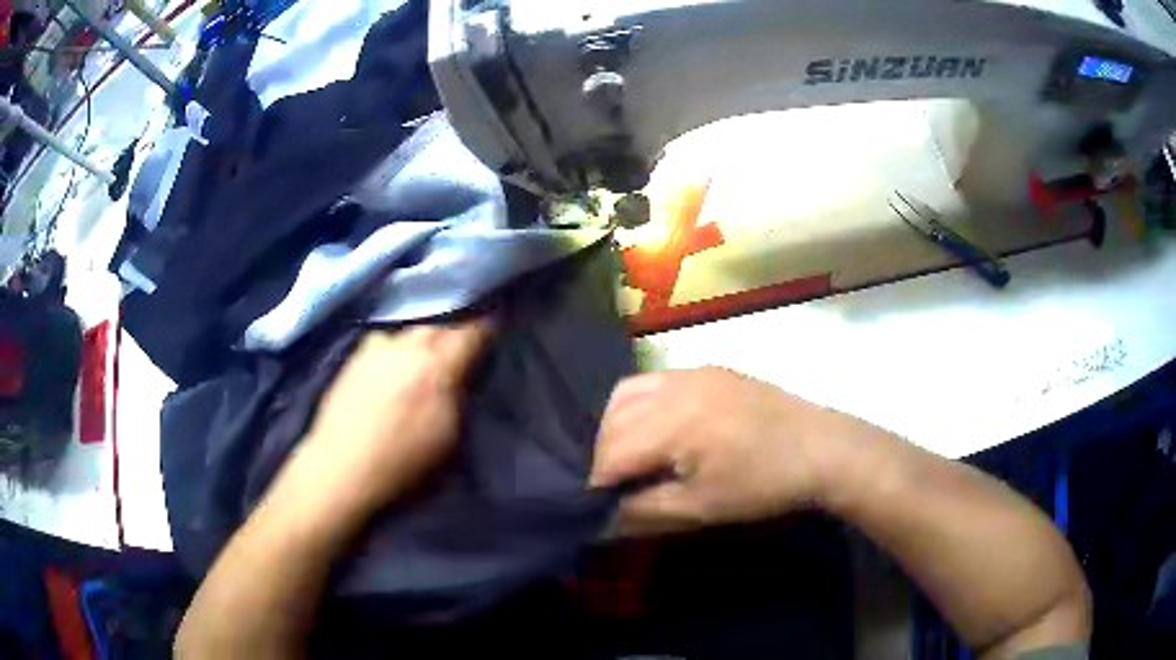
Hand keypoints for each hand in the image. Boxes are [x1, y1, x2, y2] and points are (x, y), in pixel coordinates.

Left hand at [294, 320, 493, 516]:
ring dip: (424, 338)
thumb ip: (459, 395)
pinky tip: (394, 365)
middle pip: (440, 324)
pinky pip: (385, 340)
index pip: (473, 330)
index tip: (498, 325)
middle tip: (463, 345)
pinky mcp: (354, 357)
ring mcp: (376, 347)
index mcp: (436, 365)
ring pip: (411, 329)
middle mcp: (407, 346)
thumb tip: (464, 371)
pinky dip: (398, 348)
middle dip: (456, 330)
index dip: (489, 326)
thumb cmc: (402, 463)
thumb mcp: (449, 438)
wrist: (340, 470)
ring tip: (427, 355)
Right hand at [590, 367, 860, 535]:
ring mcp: (693, 371)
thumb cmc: (762, 484)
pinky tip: (660, 430)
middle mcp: (675, 386)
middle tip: (616, 485)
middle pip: (613, 418)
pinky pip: (656, 380)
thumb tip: (604, 516)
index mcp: (672, 422)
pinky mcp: (710, 370)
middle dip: (604, 454)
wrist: (821, 448)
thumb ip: (644, 510)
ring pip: (628, 392)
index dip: (598, 481)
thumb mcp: (701, 508)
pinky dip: (642, 405)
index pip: (611, 451)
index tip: (599, 505)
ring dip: (617, 424)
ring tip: (632, 456)